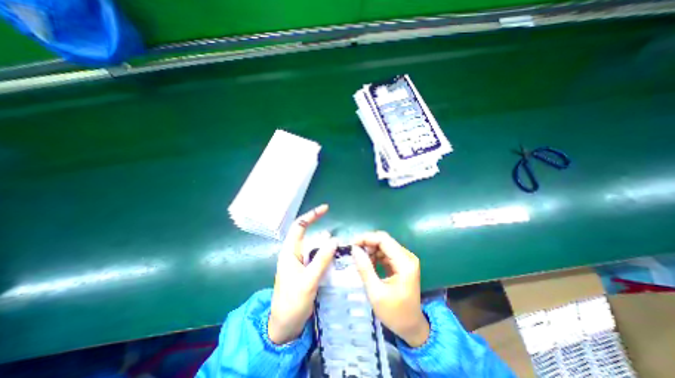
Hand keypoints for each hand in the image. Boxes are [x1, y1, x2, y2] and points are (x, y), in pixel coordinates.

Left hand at [266, 205, 333, 343]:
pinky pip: (317, 256)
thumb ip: (321, 259)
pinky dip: (326, 254)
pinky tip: (335, 257)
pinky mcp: (305, 269)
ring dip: (326, 245)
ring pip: (314, 246)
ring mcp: (300, 262)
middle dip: (322, 232)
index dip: (312, 215)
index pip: (299, 226)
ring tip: (339, 248)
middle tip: (338, 236)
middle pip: (308, 235)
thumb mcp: (309, 280)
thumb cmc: (293, 302)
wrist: (286, 325)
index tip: (325, 208)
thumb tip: (334, 240)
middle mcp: (294, 253)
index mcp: (289, 252)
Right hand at [350, 232, 429, 345]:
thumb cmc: (394, 313)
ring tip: (361, 262)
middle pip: (384, 240)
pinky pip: (386, 252)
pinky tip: (369, 265)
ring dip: (371, 250)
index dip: (366, 238)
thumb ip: (365, 268)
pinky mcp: (402, 263)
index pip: (383, 240)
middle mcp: (408, 257)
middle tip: (354, 253)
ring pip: (384, 245)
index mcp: (405, 263)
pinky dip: (375, 256)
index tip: (351, 244)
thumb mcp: (375, 293)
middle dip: (367, 243)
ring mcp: (406, 259)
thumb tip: (354, 249)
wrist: (411, 327)